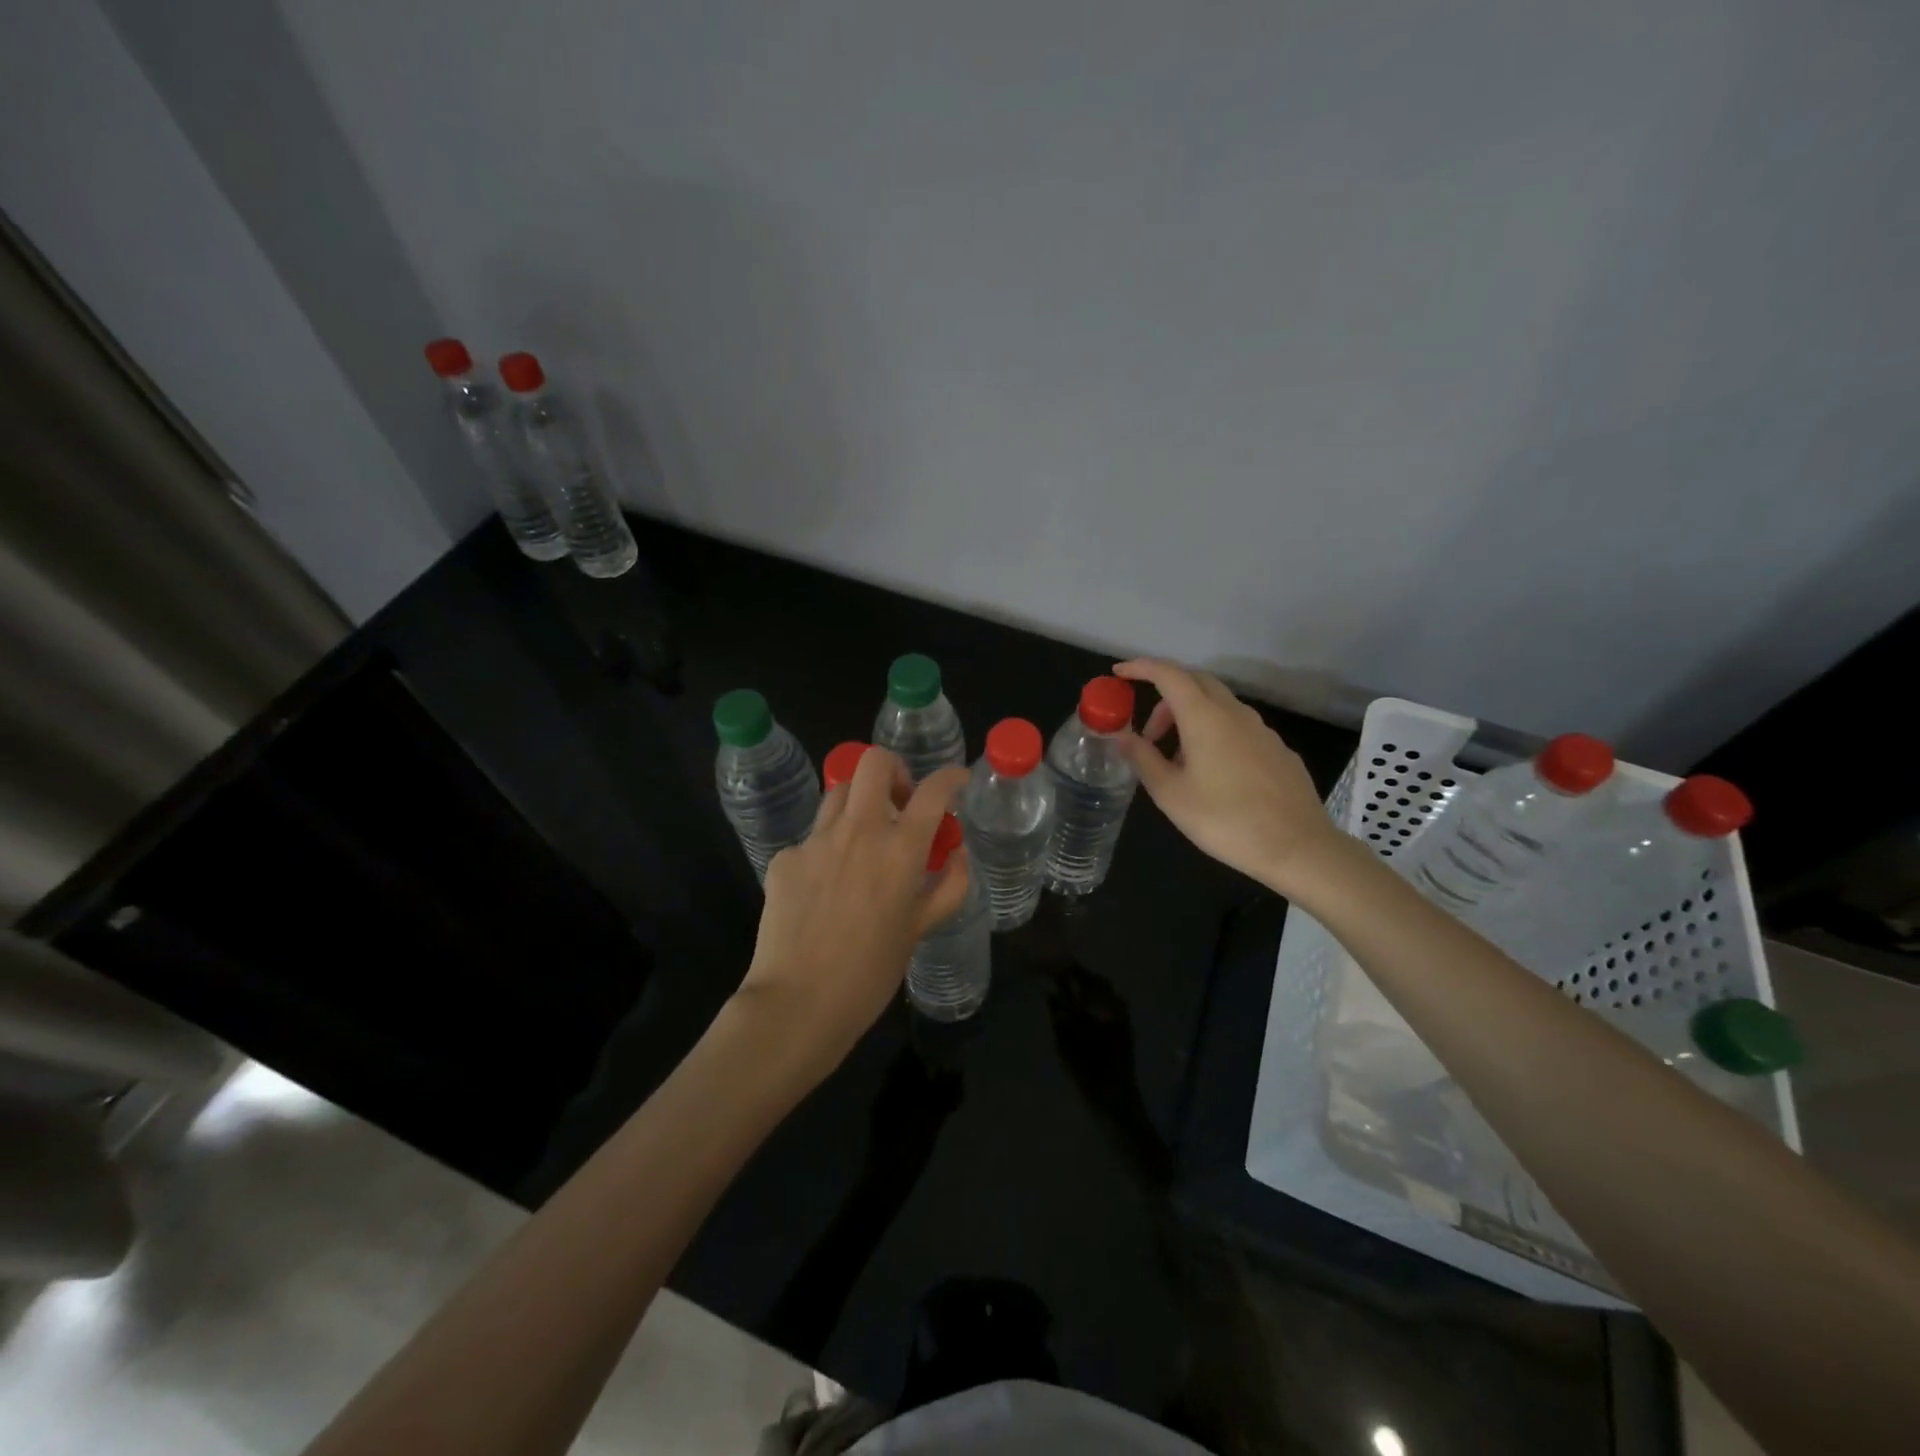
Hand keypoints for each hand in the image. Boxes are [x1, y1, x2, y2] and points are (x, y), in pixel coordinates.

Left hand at [737, 749, 969, 1082]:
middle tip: (900, 800)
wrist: (798, 1003)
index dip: (951, 777)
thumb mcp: (920, 930)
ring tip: (864, 838)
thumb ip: (948, 887)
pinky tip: (826, 886)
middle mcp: (858, 832)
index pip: (932, 792)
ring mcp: (816, 841)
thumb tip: (957, 854)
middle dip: (894, 768)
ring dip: (860, 802)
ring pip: (839, 792)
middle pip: (874, 762)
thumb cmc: (870, 973)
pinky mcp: (785, 857)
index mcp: (899, 851)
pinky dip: (828, 848)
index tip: (957, 780)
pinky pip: (812, 837)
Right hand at [1113, 658, 1344, 897]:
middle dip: (1165, 697)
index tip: (1120, 673)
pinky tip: (1214, 775)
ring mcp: (1262, 730)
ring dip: (1190, 719)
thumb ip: (1143, 758)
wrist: (1297, 847)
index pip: (1169, 674)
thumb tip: (1120, 736)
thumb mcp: (1170, 794)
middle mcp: (1235, 713)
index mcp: (1204, 717)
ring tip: (1178, 762)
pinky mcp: (1278, 749)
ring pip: (1218, 705)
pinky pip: (1238, 727)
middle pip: (1196, 683)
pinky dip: (1215, 734)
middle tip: (1148, 733)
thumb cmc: (1224, 820)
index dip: (1141, 668)